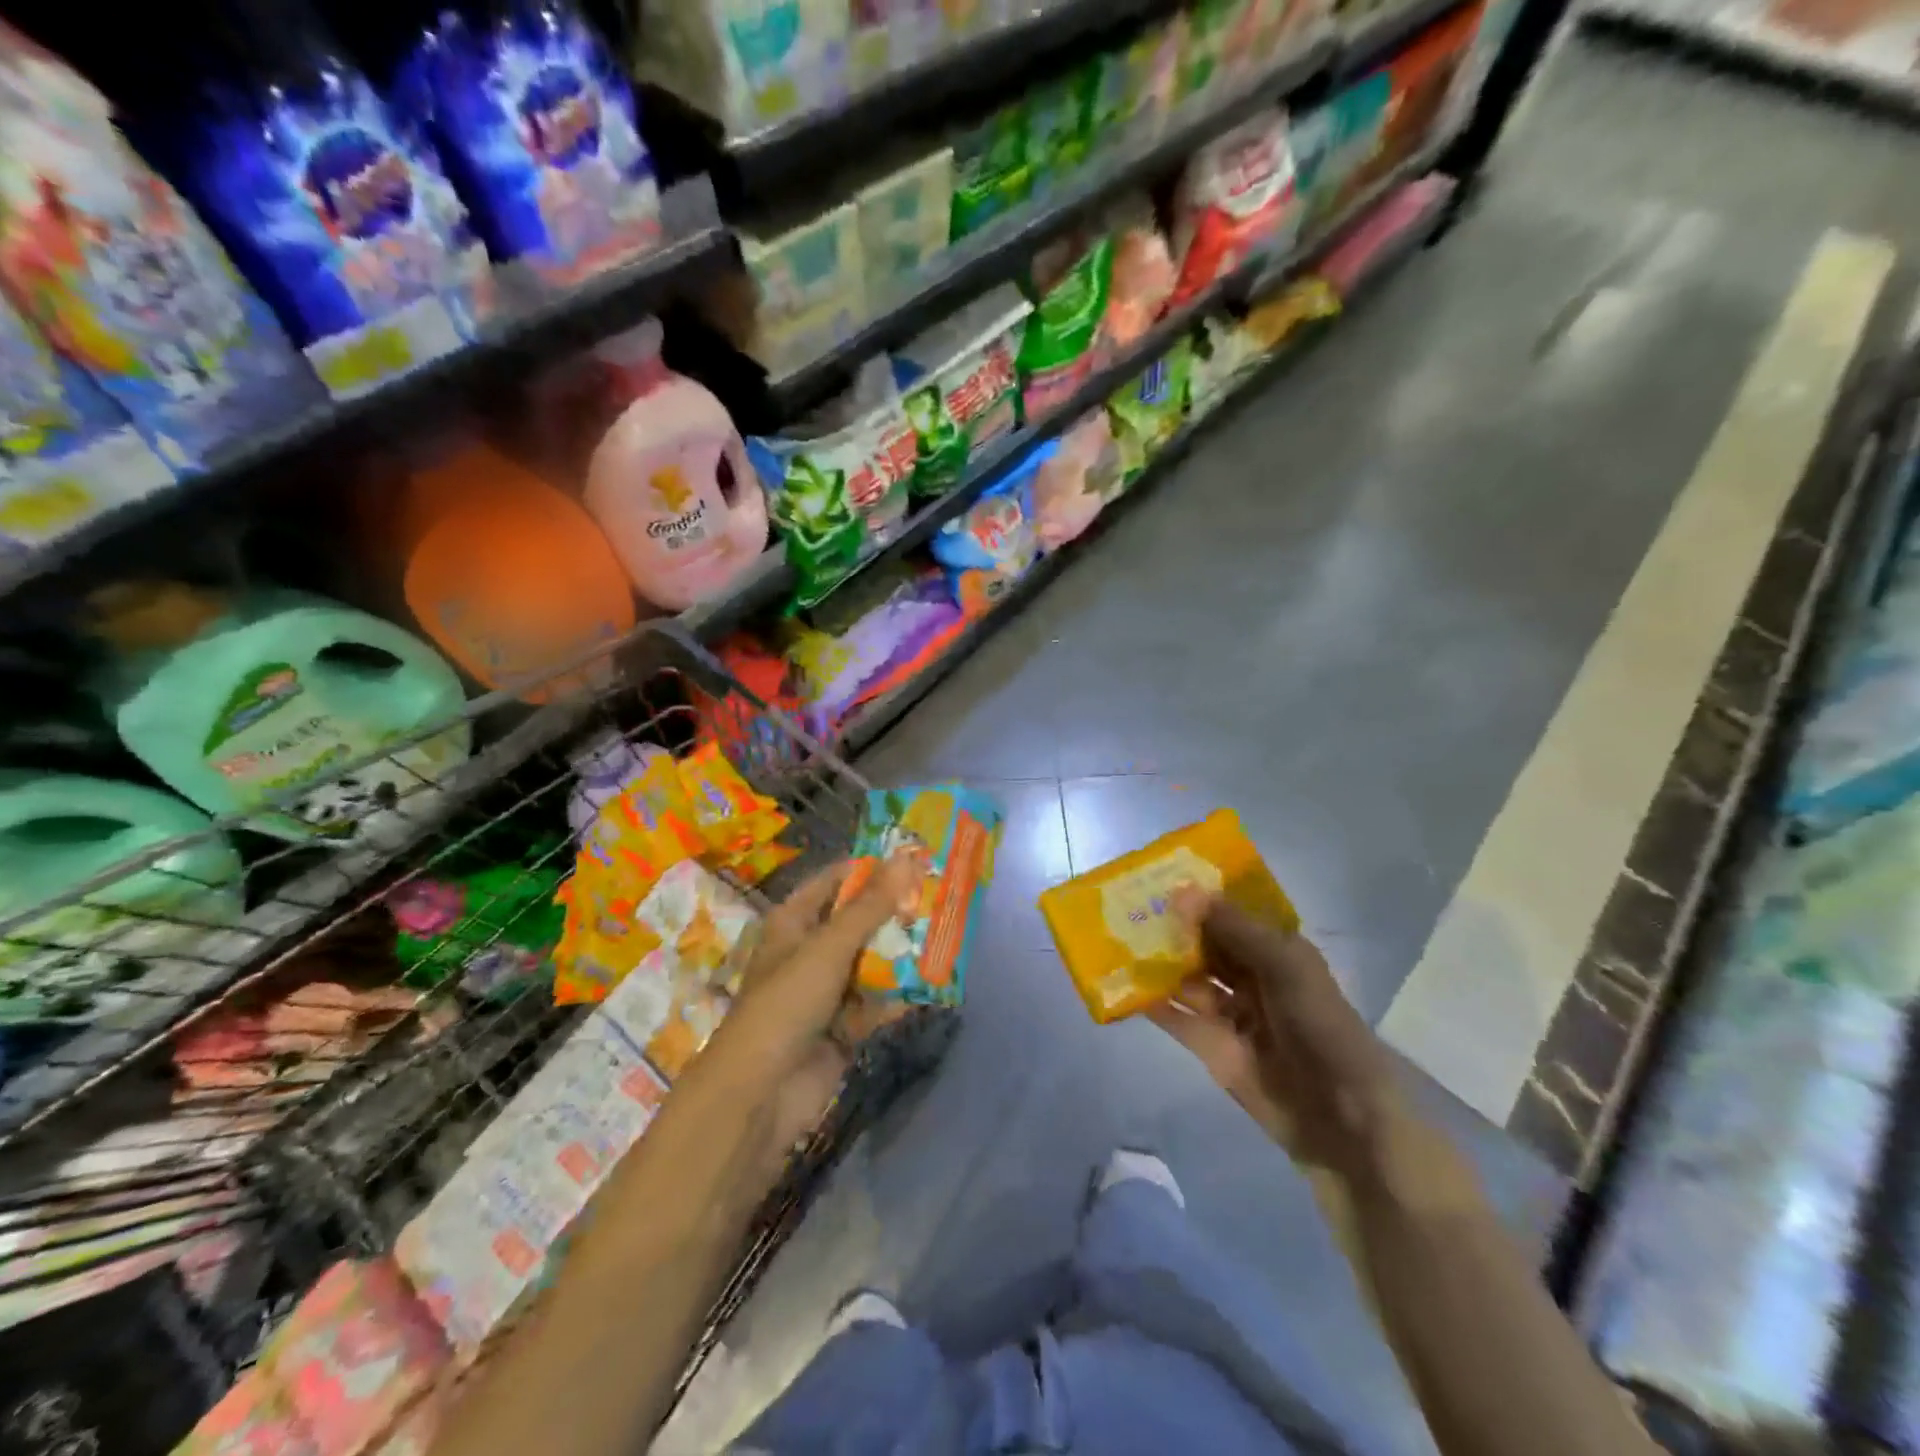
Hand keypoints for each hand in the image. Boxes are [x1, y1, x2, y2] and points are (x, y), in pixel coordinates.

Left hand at [700, 855, 920, 1157]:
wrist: (760, 1094)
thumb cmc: (786, 1003)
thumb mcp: (829, 947)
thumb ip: (871, 906)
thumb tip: (907, 858)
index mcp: (794, 922)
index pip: (835, 881)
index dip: (871, 869)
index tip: (915, 860)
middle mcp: (810, 951)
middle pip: (858, 921)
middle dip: (895, 912)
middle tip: (941, 896)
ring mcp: (827, 991)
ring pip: (871, 962)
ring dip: (902, 953)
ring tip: (947, 934)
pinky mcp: (843, 1028)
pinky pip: (876, 1002)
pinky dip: (900, 995)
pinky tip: (934, 985)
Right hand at [1146, 891, 1424, 1190]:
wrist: (1341, 1118)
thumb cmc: (1320, 1027)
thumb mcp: (1284, 966)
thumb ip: (1232, 928)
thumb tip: (1182, 891)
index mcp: (1276, 950)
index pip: (1232, 912)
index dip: (1200, 894)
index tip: (1158, 873)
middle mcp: (1250, 976)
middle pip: (1204, 943)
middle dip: (1172, 926)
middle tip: (1127, 902)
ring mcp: (1229, 1012)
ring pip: (1186, 977)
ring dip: (1157, 960)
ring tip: (1115, 937)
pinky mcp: (1210, 1045)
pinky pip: (1175, 1015)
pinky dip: (1151, 1000)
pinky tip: (1121, 983)